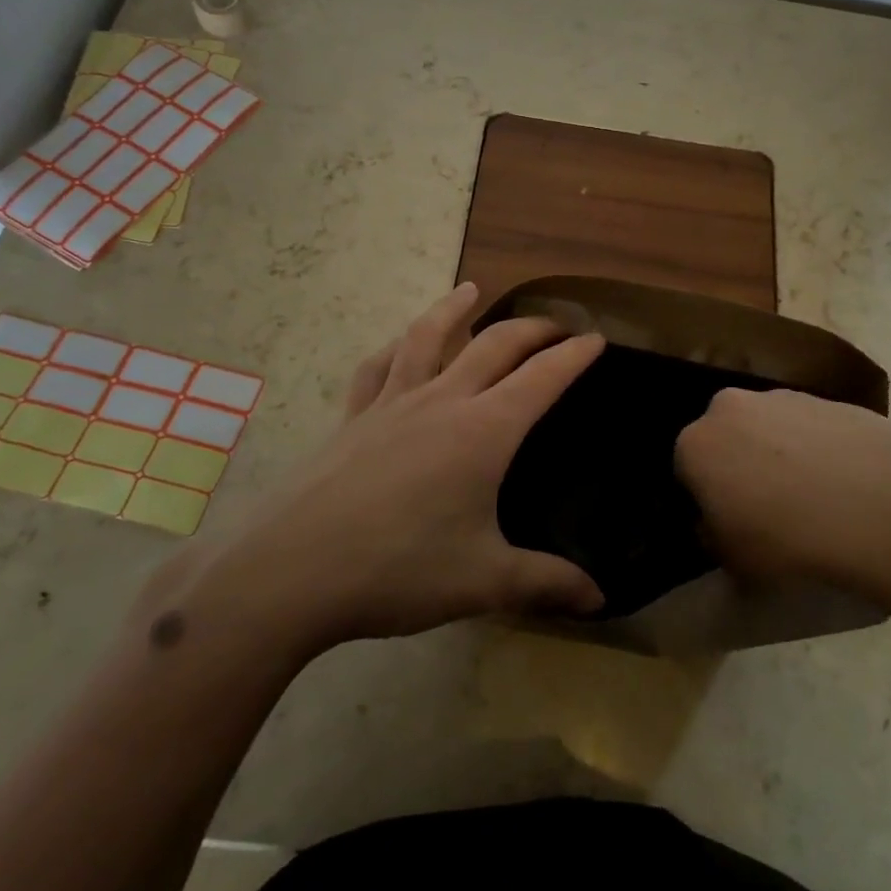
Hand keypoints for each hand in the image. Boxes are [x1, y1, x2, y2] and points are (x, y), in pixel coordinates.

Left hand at [180, 284, 605, 653]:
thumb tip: (600, 601)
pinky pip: (378, 368)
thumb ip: (546, 584)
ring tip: (472, 289)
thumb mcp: (483, 581)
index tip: (597, 337)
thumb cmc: (398, 570)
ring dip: (455, 309)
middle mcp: (441, 401)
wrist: (290, 572)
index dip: (574, 355)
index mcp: (483, 431)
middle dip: (532, 329)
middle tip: (557, 325)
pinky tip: (398, 346)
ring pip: (429, 337)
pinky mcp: (352, 419)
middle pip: (494, 345)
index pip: (542, 378)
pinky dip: (395, 347)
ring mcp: (391, 404)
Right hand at [674, 388, 890, 611]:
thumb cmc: (786, 537)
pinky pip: (809, 427)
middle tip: (768, 508)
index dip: (706, 500)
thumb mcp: (734, 560)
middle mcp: (729, 407)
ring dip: (779, 454)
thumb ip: (713, 538)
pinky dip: (817, 448)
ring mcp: (781, 396)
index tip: (729, 525)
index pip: (686, 471)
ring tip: (812, 497)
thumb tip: (716, 526)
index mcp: (695, 444)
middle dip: (739, 467)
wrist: (875, 502)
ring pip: (768, 428)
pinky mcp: (826, 397)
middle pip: (727, 439)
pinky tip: (842, 484)